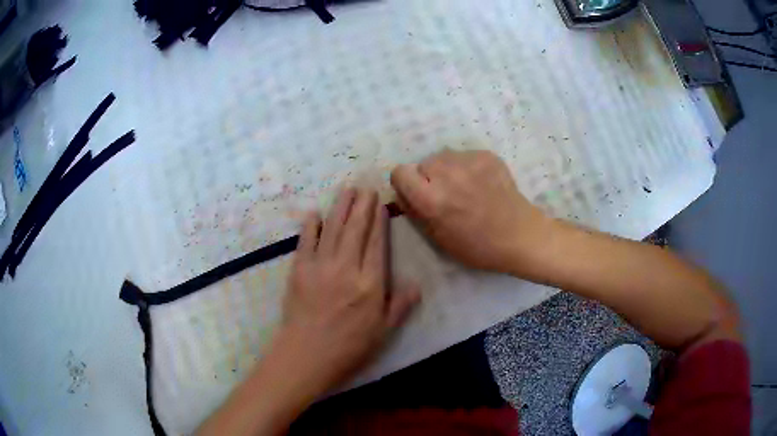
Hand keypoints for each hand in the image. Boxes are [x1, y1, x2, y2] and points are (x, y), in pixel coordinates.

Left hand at [277, 188, 419, 395]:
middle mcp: (347, 268)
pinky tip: (314, 213)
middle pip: (355, 230)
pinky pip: (305, 242)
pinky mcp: (299, 271)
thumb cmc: (349, 348)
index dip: (379, 221)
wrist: (307, 356)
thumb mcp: (383, 332)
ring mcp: (320, 267)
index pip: (376, 244)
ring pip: (333, 229)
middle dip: (362, 206)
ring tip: (347, 190)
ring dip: (340, 207)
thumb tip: (416, 285)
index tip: (380, 203)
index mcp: (370, 284)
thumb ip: (400, 306)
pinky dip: (310, 226)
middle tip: (366, 187)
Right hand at [391, 150, 552, 274]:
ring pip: (443, 157)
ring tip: (465, 188)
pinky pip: (464, 156)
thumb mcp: (437, 238)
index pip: (399, 172)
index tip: (417, 194)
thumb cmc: (477, 246)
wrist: (520, 235)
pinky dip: (467, 167)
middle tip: (446, 195)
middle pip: (422, 164)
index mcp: (431, 198)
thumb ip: (415, 212)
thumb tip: (403, 194)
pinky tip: (482, 184)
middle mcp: (446, 173)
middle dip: (428, 178)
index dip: (405, 184)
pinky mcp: (486, 155)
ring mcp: (468, 160)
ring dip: (447, 170)